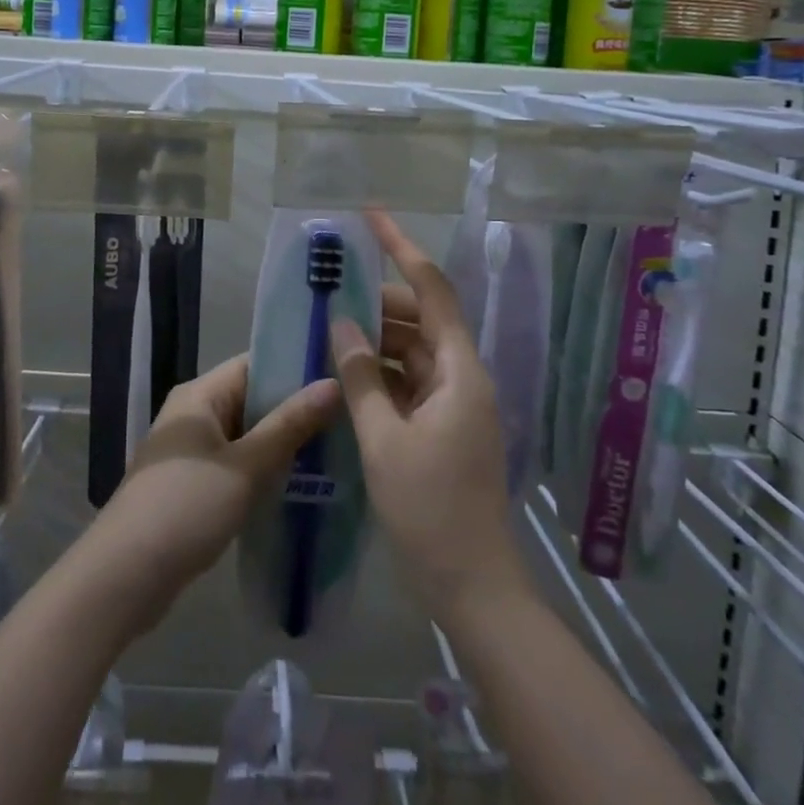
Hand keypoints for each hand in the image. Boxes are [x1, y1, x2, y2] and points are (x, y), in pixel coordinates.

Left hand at [89, 355, 339, 628]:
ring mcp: (190, 452)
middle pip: (251, 400)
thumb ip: (289, 425)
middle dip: (294, 410)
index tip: (340, 377)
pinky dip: (263, 470)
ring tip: (335, 450)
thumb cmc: (186, 507)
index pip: (254, 365)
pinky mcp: (191, 485)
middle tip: (347, 418)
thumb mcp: (245, 466)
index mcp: (199, 395)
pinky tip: (299, 485)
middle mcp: (193, 414)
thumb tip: (333, 384)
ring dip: (281, 444)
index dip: (295, 368)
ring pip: (246, 435)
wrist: (123, 578)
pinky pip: (235, 464)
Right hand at [332, 211, 528, 618]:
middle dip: (377, 301)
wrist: (474, 588)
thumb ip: (360, 377)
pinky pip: (411, 380)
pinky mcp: (444, 425)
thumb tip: (339, 323)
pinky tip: (345, 373)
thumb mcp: (384, 441)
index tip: (371, 216)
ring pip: (413, 349)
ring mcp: (455, 402)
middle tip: (330, 293)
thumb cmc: (430, 511)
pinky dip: (381, 371)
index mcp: (460, 371)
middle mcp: (463, 376)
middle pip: (421, 317)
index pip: (432, 289)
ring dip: (375, 338)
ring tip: (330, 329)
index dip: (402, 248)